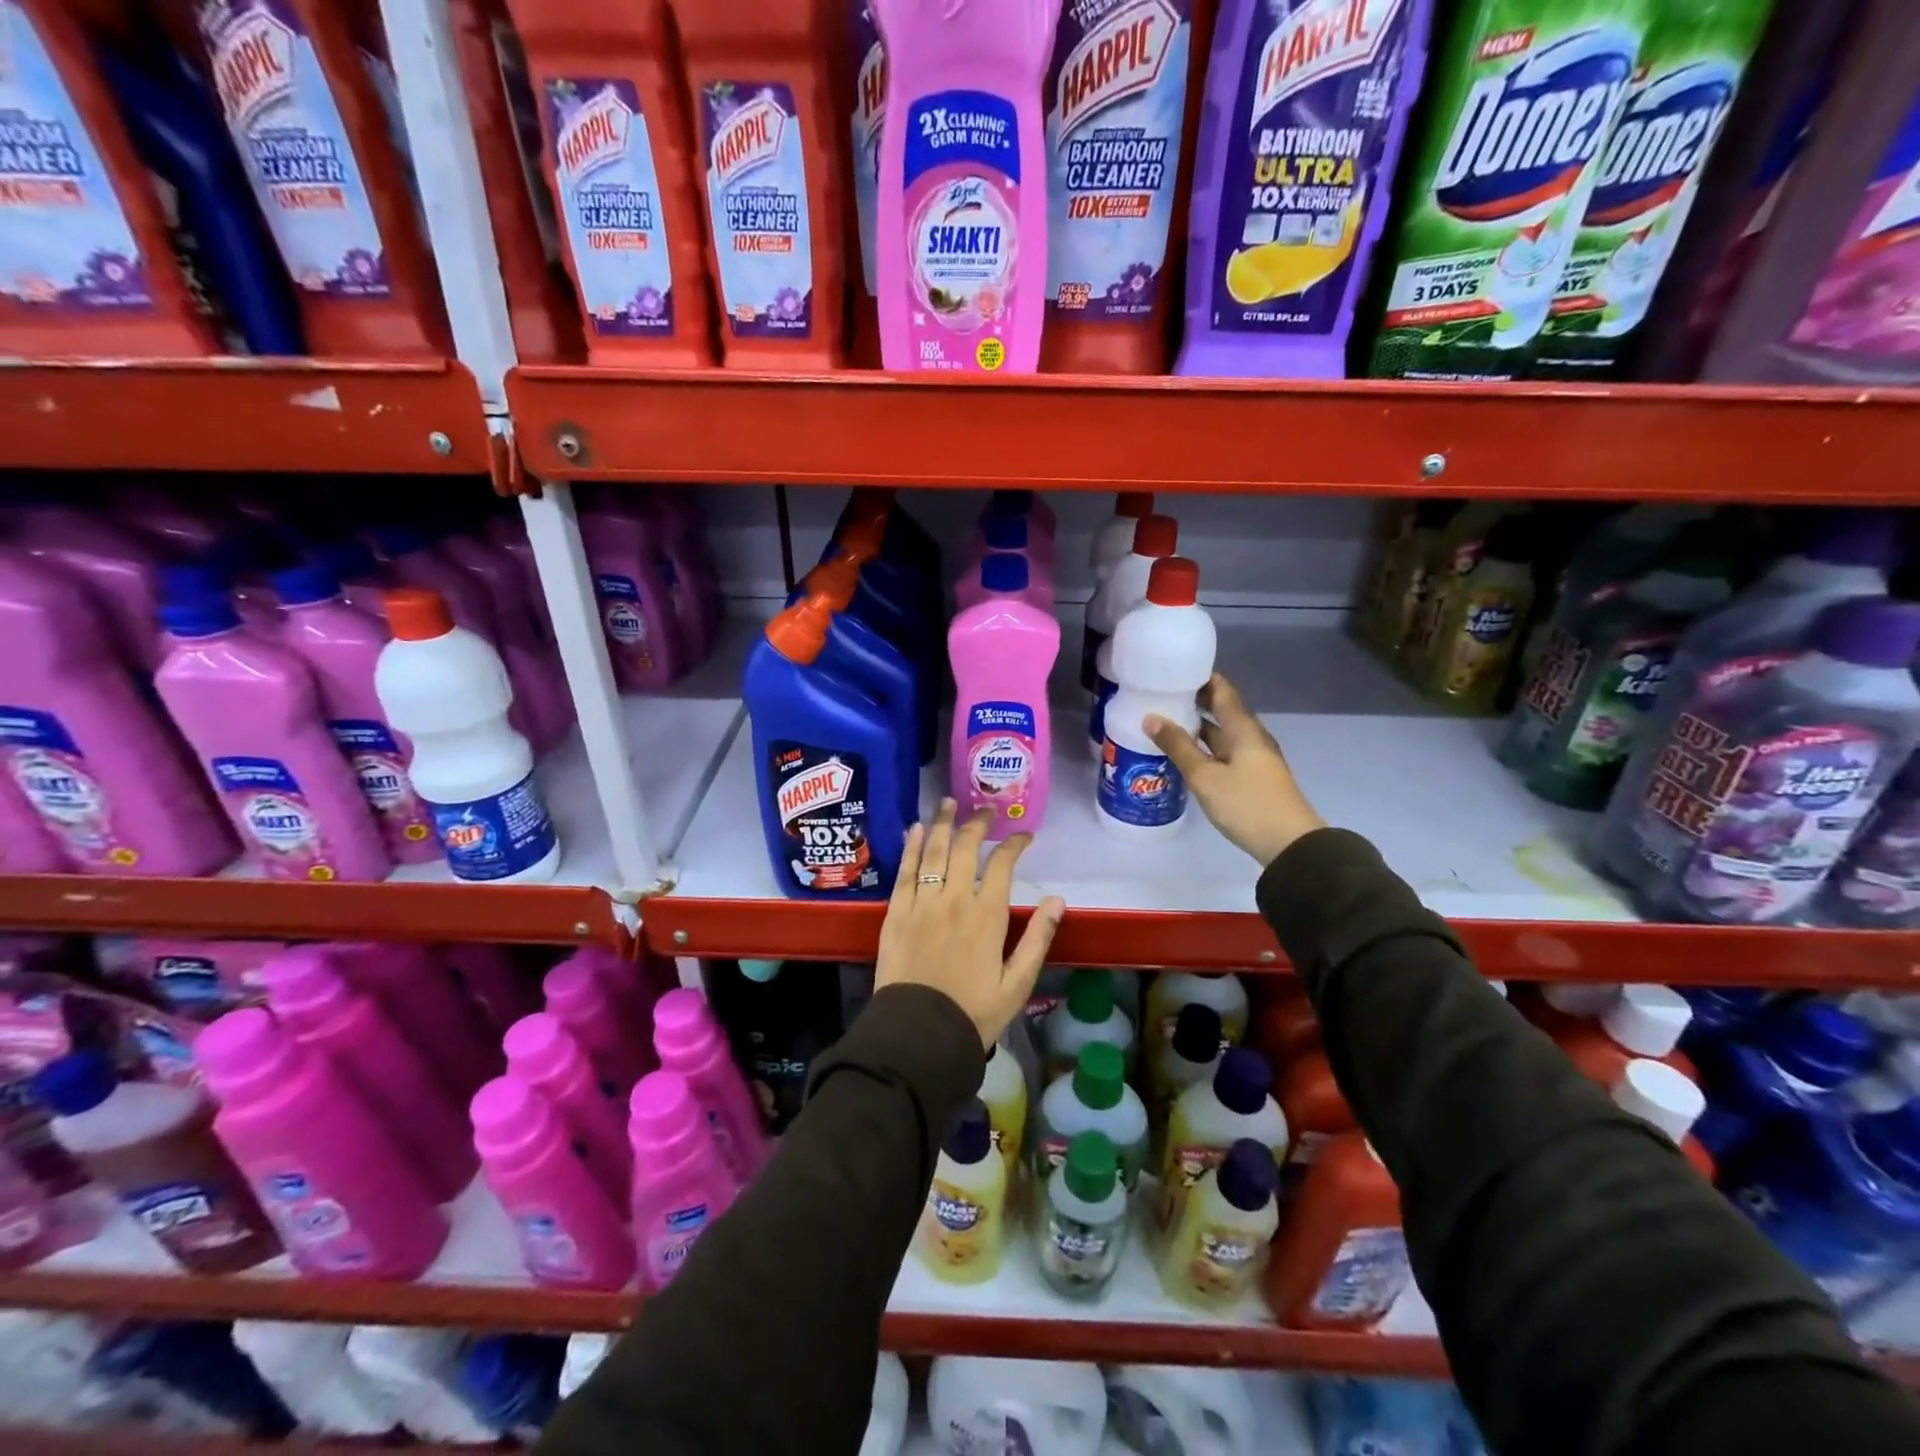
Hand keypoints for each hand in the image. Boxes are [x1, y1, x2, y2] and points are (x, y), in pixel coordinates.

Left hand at [874, 799, 1065, 1049]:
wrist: (919, 1034)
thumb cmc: (973, 1013)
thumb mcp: (1017, 984)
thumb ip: (1038, 939)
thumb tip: (1059, 900)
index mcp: (988, 915)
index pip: (1003, 865)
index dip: (1014, 844)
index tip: (1023, 835)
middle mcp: (955, 899)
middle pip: (966, 849)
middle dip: (978, 824)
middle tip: (984, 810)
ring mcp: (922, 903)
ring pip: (935, 852)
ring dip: (944, 824)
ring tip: (950, 803)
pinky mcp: (896, 912)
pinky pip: (905, 872)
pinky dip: (912, 848)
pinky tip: (917, 830)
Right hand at [1145, 672, 1325, 866]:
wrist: (1289, 843)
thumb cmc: (1247, 804)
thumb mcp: (1206, 776)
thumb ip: (1178, 747)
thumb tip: (1151, 717)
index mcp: (1243, 728)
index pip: (1222, 690)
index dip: (1201, 677)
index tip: (1175, 670)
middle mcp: (1250, 737)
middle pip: (1222, 710)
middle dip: (1194, 702)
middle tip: (1161, 696)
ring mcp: (1254, 758)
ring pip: (1222, 734)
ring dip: (1198, 727)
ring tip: (1166, 723)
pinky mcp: (1252, 777)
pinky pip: (1224, 752)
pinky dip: (1204, 747)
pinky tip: (1185, 755)